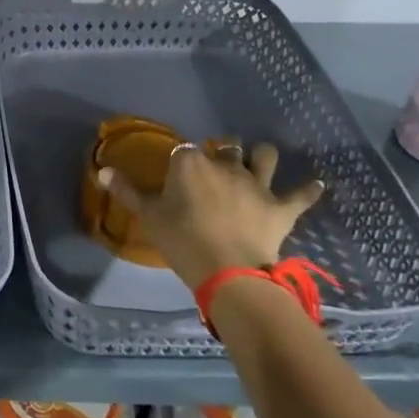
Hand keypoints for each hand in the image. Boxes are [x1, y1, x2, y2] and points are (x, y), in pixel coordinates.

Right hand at [99, 141, 323, 292]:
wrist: (228, 271)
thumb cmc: (182, 240)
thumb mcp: (149, 216)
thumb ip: (127, 191)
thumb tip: (101, 170)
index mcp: (191, 163)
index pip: (185, 150)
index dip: (183, 160)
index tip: (179, 172)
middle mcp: (226, 164)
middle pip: (226, 146)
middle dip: (223, 149)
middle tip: (218, 162)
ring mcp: (257, 184)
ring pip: (265, 156)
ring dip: (262, 155)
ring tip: (260, 159)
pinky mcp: (281, 207)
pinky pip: (301, 194)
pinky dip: (309, 189)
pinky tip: (317, 184)